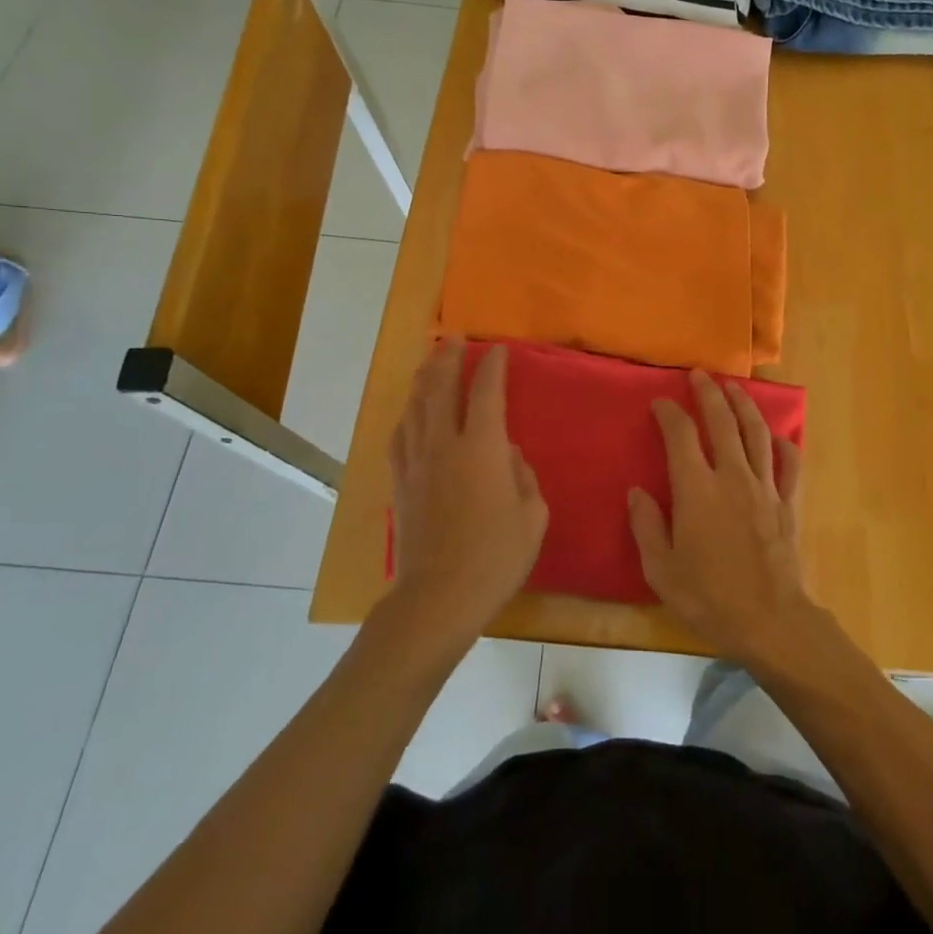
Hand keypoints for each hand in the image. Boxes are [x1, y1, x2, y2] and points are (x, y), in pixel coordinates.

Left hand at [387, 340, 546, 646]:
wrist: (438, 597)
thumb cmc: (496, 557)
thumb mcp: (532, 516)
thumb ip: (523, 476)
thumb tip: (508, 455)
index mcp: (482, 447)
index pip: (486, 391)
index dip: (492, 366)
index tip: (498, 349)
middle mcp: (445, 444)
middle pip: (441, 387)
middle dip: (449, 357)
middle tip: (454, 337)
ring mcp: (417, 462)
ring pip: (416, 406)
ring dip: (424, 378)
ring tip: (431, 361)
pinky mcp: (400, 482)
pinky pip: (400, 436)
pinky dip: (407, 415)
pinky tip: (410, 411)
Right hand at [629, 371, 815, 666]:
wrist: (772, 622)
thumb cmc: (711, 599)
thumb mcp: (662, 571)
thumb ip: (647, 527)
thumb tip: (637, 492)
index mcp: (697, 490)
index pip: (680, 435)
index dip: (669, 413)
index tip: (660, 403)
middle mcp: (731, 477)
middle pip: (722, 421)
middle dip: (709, 393)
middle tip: (699, 375)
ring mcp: (764, 487)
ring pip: (756, 433)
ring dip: (744, 405)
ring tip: (734, 388)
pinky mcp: (788, 503)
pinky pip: (789, 464)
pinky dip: (784, 445)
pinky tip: (778, 437)